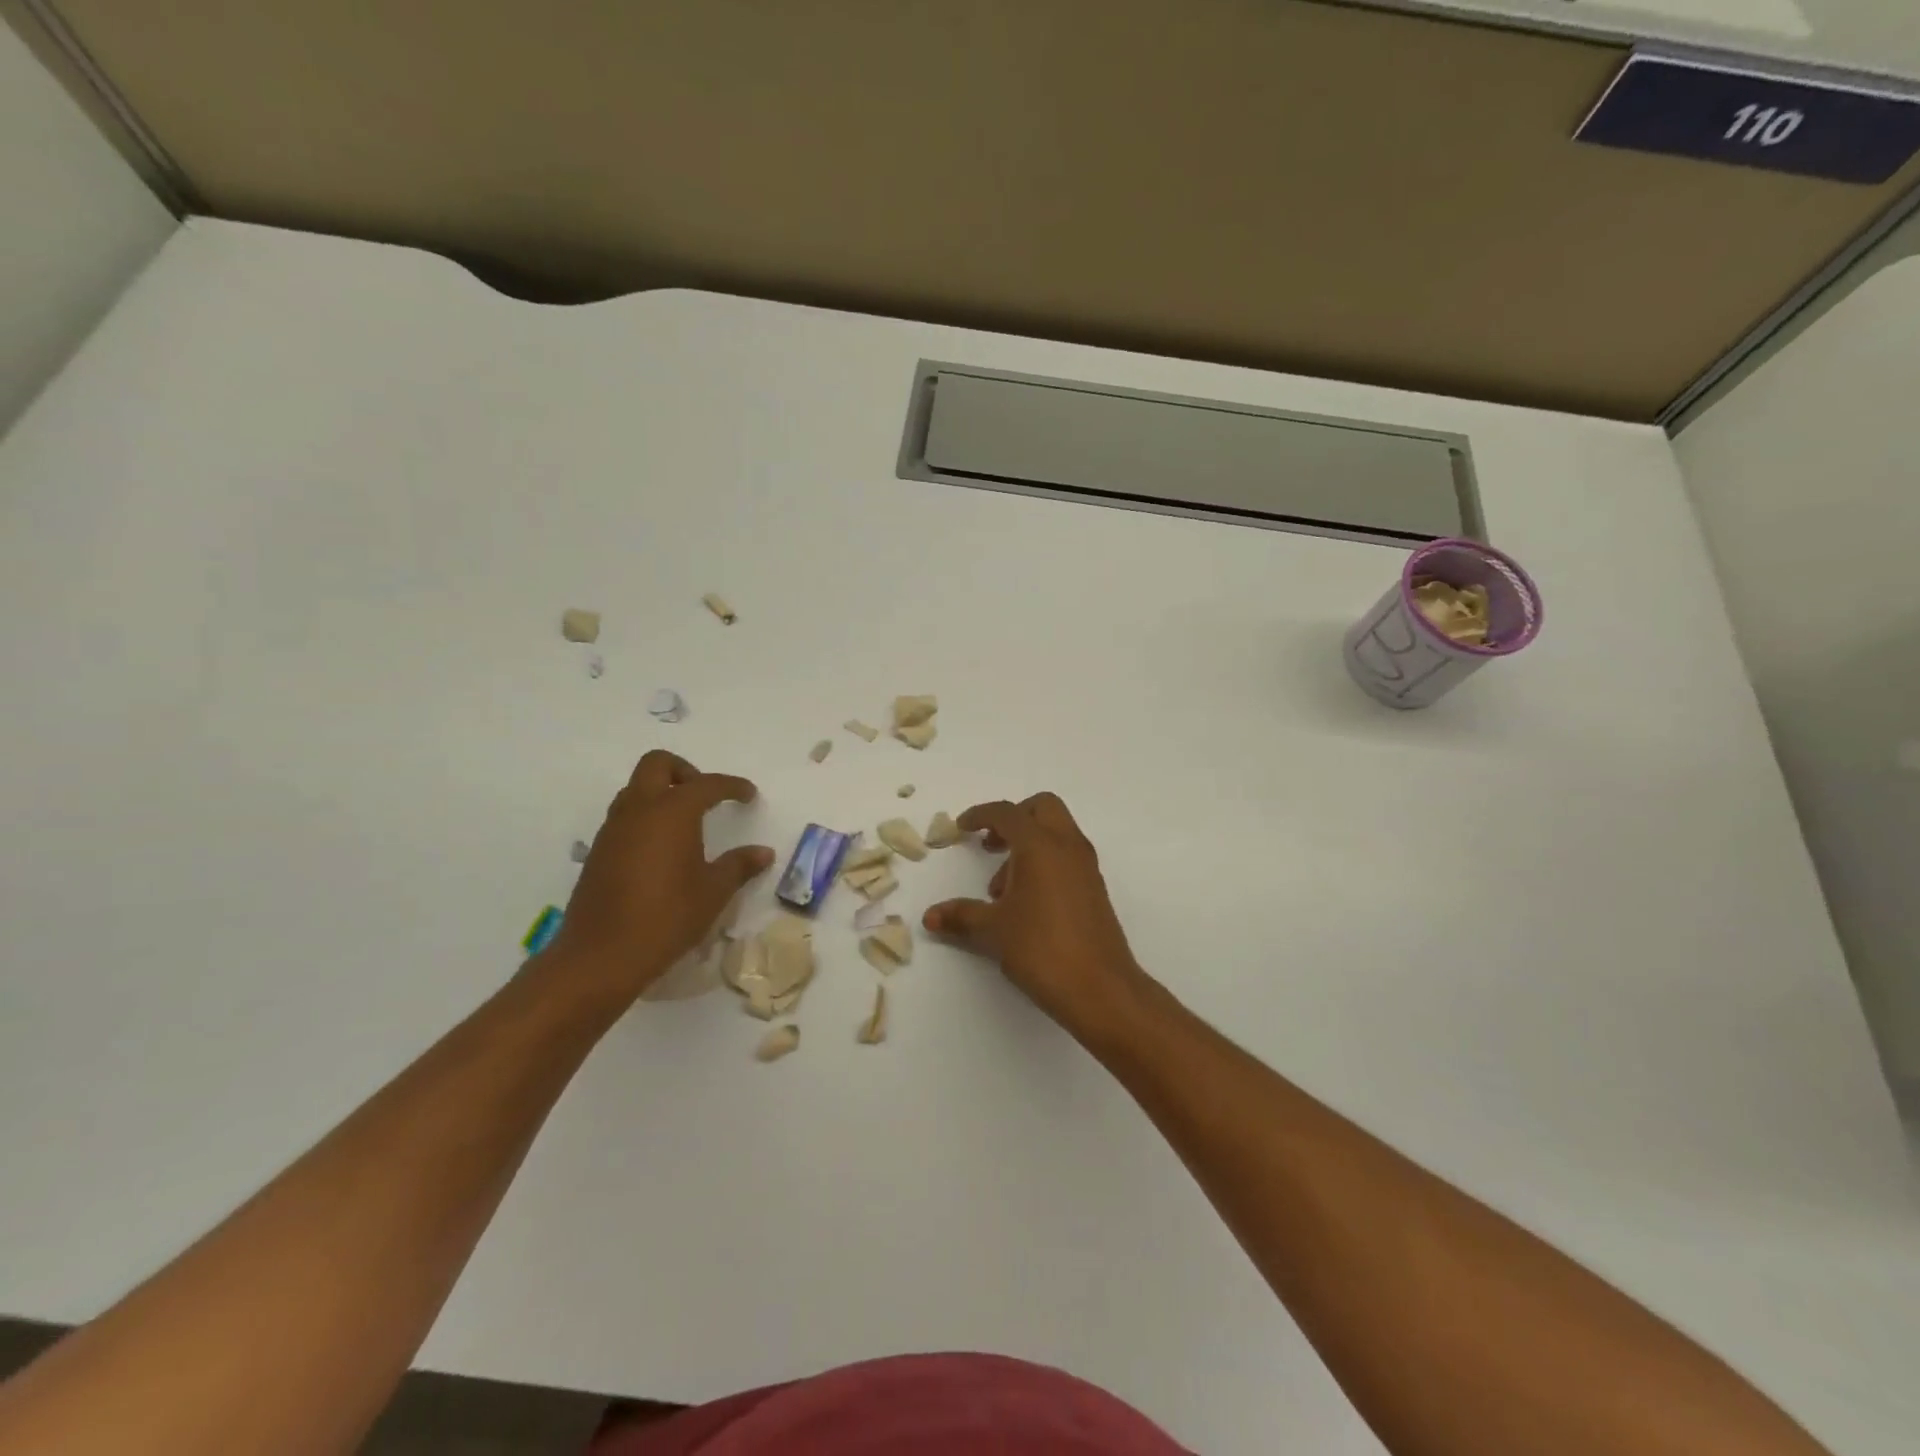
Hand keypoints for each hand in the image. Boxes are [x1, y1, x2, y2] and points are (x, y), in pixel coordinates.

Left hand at [545, 751, 773, 1003]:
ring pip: (636, 789)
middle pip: (657, 764)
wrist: (601, 955)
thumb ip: (739, 866)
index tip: (748, 795)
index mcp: (672, 811)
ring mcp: (613, 829)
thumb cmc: (667, 917)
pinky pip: (624, 816)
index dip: (732, 786)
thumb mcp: (713, 892)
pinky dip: (645, 817)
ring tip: (686, 823)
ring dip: (661, 793)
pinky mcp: (598, 851)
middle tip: (707, 797)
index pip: (707, 784)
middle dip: (685, 771)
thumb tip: (763, 852)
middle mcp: (639, 809)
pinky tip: (661, 850)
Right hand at [924, 793, 1152, 1041]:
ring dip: (1027, 844)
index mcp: (1040, 845)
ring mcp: (1086, 866)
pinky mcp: (1094, 888)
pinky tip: (1025, 902)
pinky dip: (1044, 862)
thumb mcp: (993, 931)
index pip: (1007, 813)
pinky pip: (1066, 856)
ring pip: (1056, 832)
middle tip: (990, 845)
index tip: (962, 827)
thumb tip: (930, 916)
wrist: (1101, 988)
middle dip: (1013, 818)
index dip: (980, 815)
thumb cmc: (1042, 949)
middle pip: (1042, 807)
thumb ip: (961, 916)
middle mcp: (1067, 846)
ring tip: (1001, 888)